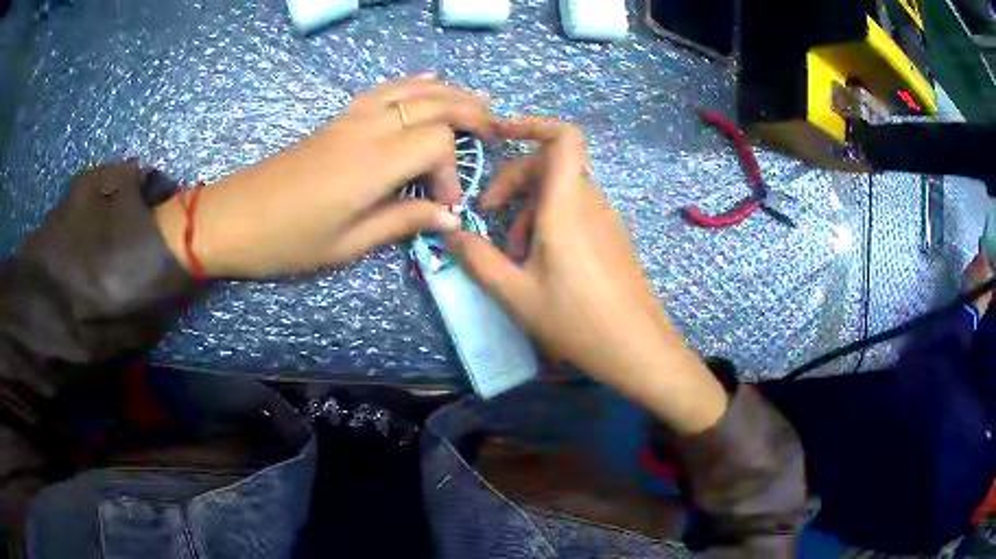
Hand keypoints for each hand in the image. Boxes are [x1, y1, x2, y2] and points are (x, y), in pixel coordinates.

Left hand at [155, 74, 492, 277]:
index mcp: (372, 164)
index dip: (452, 171)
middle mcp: (367, 129)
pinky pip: (384, 89)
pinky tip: (430, 79)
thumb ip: (402, 223)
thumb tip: (449, 217)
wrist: (232, 217)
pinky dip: (413, 83)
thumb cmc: (287, 240)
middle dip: (470, 112)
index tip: (443, 204)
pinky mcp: (338, 118)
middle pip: (433, 104)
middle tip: (497, 129)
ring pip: (412, 89)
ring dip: (449, 92)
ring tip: (478, 102)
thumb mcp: (347, 245)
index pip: (437, 144)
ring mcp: (351, 118)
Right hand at [447, 118, 727, 434]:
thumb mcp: (516, 294)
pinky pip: (577, 212)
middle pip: (551, 164)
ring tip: (514, 252)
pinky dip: (551, 223)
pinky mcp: (612, 238)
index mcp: (567, 205)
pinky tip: (541, 263)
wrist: (638, 350)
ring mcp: (606, 220)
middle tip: (488, 214)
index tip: (497, 134)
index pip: (562, 137)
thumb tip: (449, 232)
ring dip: (530, 208)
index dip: (531, 124)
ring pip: (561, 191)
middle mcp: (590, 202)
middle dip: (513, 180)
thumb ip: (477, 259)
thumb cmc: (577, 321)